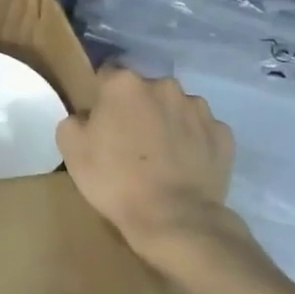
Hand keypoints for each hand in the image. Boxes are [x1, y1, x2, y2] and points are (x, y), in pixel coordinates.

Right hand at [57, 68, 249, 274]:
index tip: (100, 118)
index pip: (107, 74)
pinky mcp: (223, 135)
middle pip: (144, 89)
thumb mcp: (71, 149)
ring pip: (175, 107)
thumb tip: (88, 117)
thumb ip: (75, 120)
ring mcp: (199, 109)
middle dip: (137, 106)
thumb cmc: (115, 179)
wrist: (174, 219)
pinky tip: (184, 165)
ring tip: (161, 155)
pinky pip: (201, 130)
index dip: (101, 96)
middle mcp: (164, 86)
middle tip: (129, 139)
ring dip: (166, 121)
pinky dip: (193, 141)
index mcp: (124, 83)